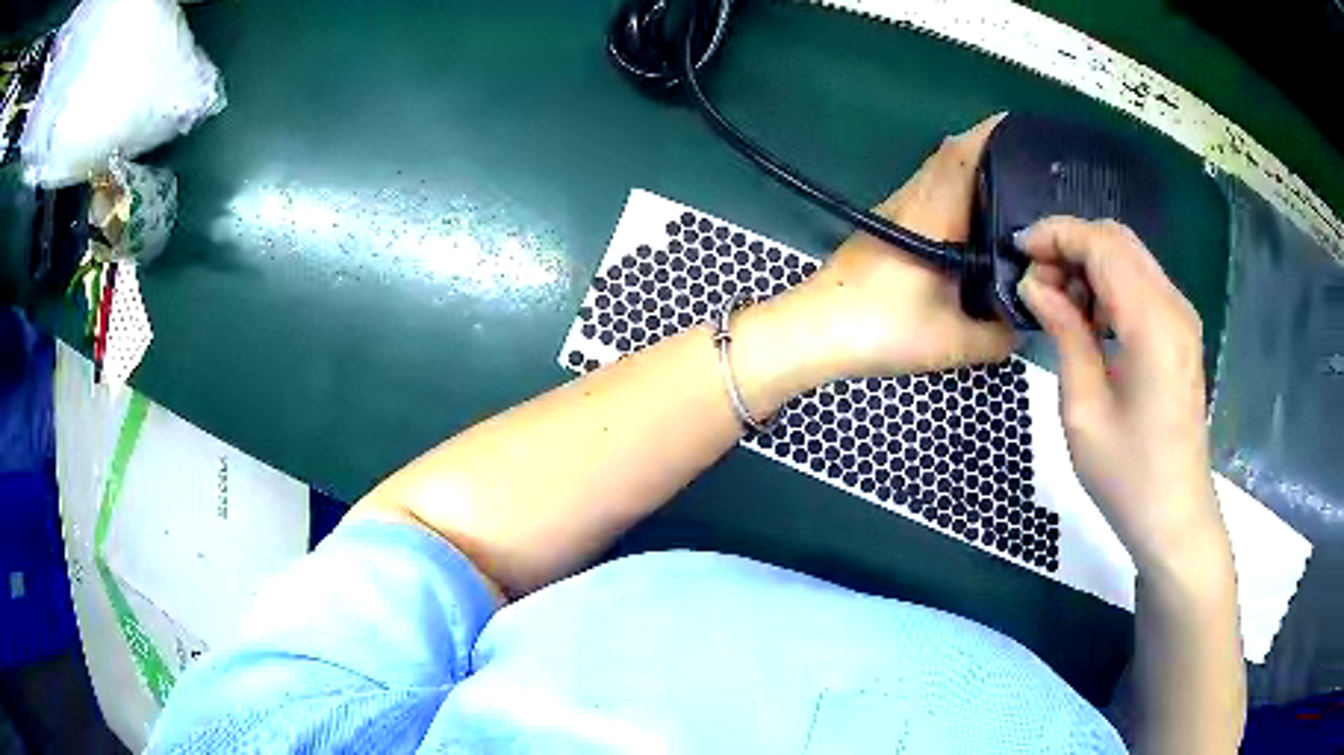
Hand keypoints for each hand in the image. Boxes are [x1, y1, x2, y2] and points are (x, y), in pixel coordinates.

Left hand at [787, 114, 1014, 378]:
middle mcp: (912, 198)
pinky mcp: (884, 225)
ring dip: (972, 172)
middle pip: (951, 156)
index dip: (992, 135)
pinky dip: (953, 193)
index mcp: (933, 212)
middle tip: (1030, 164)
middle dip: (991, 150)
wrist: (814, 332)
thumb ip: (999, 336)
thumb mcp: (953, 341)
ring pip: (937, 174)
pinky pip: (927, 193)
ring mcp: (894, 209)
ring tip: (1012, 188)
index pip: (962, 154)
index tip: (1023, 130)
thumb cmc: (882, 328)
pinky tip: (972, 222)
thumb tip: (1025, 326)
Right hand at [1014, 217, 1229, 575]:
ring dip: (1089, 264)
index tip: (1017, 251)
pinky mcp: (1181, 334)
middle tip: (1034, 279)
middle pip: (1118, 240)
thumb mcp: (1084, 410)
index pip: (1102, 245)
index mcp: (1152, 323)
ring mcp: (1182, 318)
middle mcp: (1174, 306)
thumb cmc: (1128, 476)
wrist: (1175, 519)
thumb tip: (1035, 284)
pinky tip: (1089, 319)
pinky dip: (1110, 285)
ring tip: (1056, 303)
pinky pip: (1142, 285)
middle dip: (1071, 244)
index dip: (1056, 235)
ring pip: (1130, 258)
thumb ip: (1065, 334)